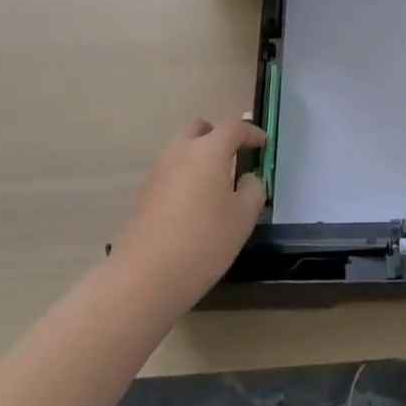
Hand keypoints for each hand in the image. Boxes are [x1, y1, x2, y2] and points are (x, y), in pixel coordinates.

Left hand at [110, 118, 266, 312]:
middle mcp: (180, 152)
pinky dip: (183, 176)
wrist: (144, 278)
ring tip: (214, 183)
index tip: (263, 145)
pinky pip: (169, 172)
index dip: (251, 133)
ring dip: (198, 155)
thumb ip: (253, 190)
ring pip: (180, 149)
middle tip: (233, 154)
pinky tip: (192, 206)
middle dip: (217, 134)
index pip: (233, 127)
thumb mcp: (243, 218)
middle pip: (199, 128)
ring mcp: (157, 173)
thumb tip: (248, 179)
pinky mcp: (142, 195)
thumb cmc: (203, 242)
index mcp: (208, 151)